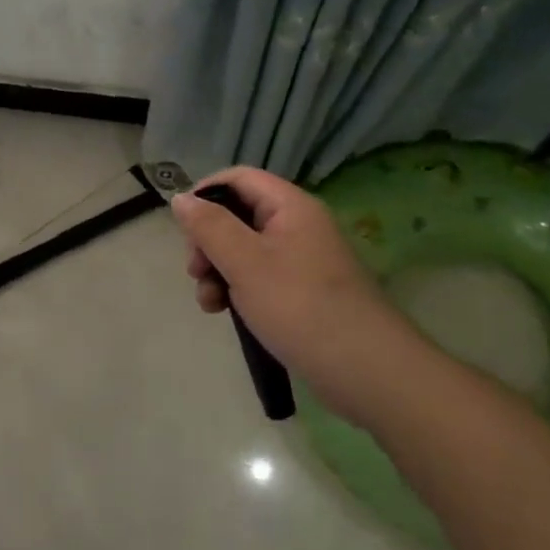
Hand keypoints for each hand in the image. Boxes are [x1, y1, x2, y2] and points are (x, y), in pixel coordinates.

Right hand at [171, 167, 418, 422]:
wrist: (367, 371)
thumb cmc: (301, 307)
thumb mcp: (245, 262)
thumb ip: (209, 227)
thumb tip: (181, 198)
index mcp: (290, 206)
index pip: (239, 178)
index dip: (205, 194)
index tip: (182, 227)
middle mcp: (298, 225)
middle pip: (237, 215)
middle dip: (208, 241)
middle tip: (195, 272)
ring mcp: (302, 260)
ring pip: (244, 250)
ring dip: (217, 270)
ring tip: (209, 302)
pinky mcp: (303, 292)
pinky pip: (259, 277)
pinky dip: (237, 289)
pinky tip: (225, 313)